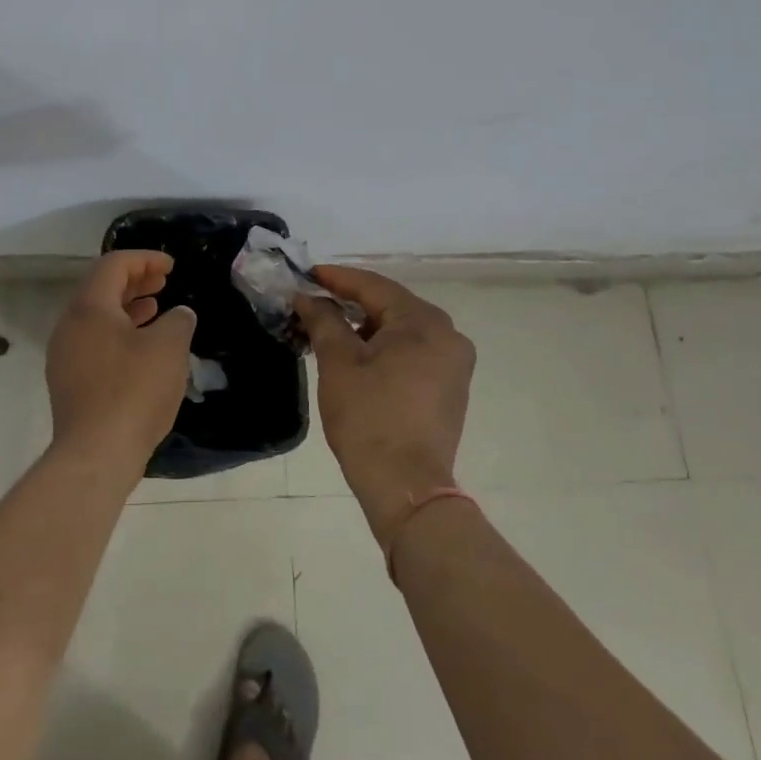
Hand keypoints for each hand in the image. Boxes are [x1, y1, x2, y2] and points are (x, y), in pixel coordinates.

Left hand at [46, 251, 197, 472]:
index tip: (171, 266)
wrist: (96, 454)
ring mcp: (65, 356)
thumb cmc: (134, 391)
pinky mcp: (69, 382)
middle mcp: (69, 326)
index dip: (145, 259)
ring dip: (127, 308)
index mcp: (89, 307)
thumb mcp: (169, 347)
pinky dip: (119, 334)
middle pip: (100, 289)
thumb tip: (179, 315)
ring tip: (156, 310)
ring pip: (97, 318)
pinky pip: (94, 342)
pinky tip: (143, 349)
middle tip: (164, 282)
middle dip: (135, 281)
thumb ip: (178, 320)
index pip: (113, 265)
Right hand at [296, 266, 474, 547]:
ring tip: (329, 330)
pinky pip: (413, 352)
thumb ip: (323, 320)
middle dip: (350, 303)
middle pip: (391, 306)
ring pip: (402, 330)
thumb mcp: (338, 362)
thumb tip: (308, 298)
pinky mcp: (450, 388)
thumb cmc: (369, 417)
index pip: (374, 286)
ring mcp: (454, 363)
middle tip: (314, 301)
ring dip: (366, 327)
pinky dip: (384, 348)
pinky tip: (357, 355)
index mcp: (425, 322)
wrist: (405, 486)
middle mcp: (449, 334)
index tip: (306, 274)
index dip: (337, 278)